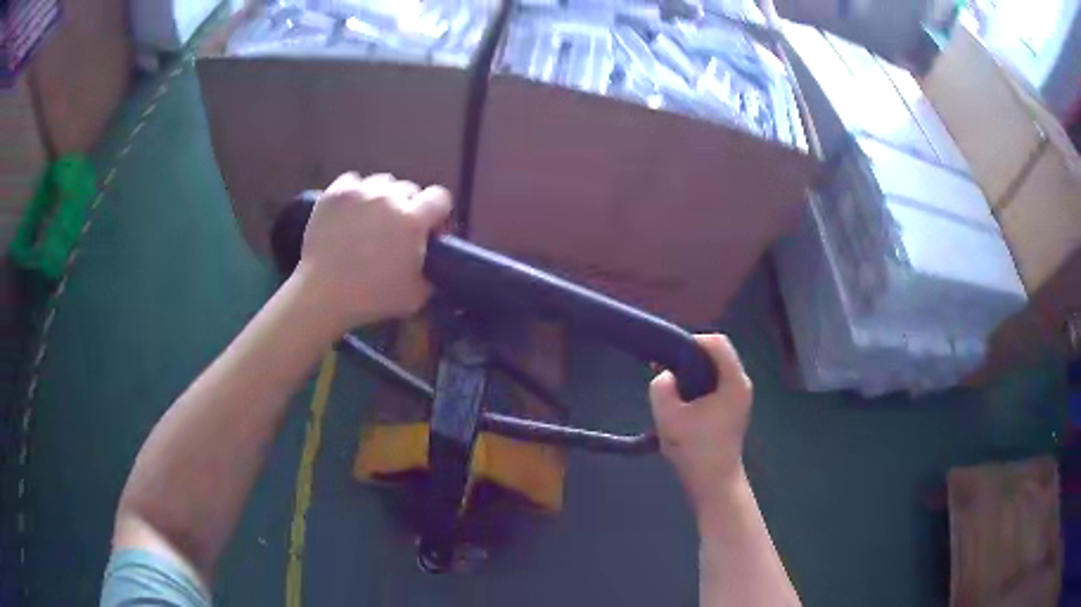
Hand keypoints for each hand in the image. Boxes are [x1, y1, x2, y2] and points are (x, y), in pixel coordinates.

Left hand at [293, 172, 451, 330]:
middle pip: (409, 188)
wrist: (323, 294)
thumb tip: (434, 259)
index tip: (428, 229)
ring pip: (381, 182)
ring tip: (370, 218)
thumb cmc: (372, 298)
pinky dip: (354, 193)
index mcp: (413, 220)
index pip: (440, 197)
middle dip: (407, 206)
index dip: (437, 212)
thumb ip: (432, 271)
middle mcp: (389, 197)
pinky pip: (353, 181)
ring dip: (381, 197)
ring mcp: (360, 192)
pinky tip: (350, 211)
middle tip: (395, 229)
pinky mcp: (335, 192)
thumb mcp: (417, 296)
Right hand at [649, 334, 752, 514]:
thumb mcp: (668, 415)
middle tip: (664, 372)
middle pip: (714, 355)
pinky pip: (713, 387)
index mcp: (733, 381)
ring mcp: (738, 399)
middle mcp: (740, 384)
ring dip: (690, 376)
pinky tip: (680, 407)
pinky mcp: (731, 411)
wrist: (713, 484)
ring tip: (670, 391)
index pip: (716, 342)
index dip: (691, 342)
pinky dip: (696, 389)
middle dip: (687, 360)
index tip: (668, 356)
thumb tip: (665, 376)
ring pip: (712, 372)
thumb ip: (661, 386)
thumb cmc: (695, 449)